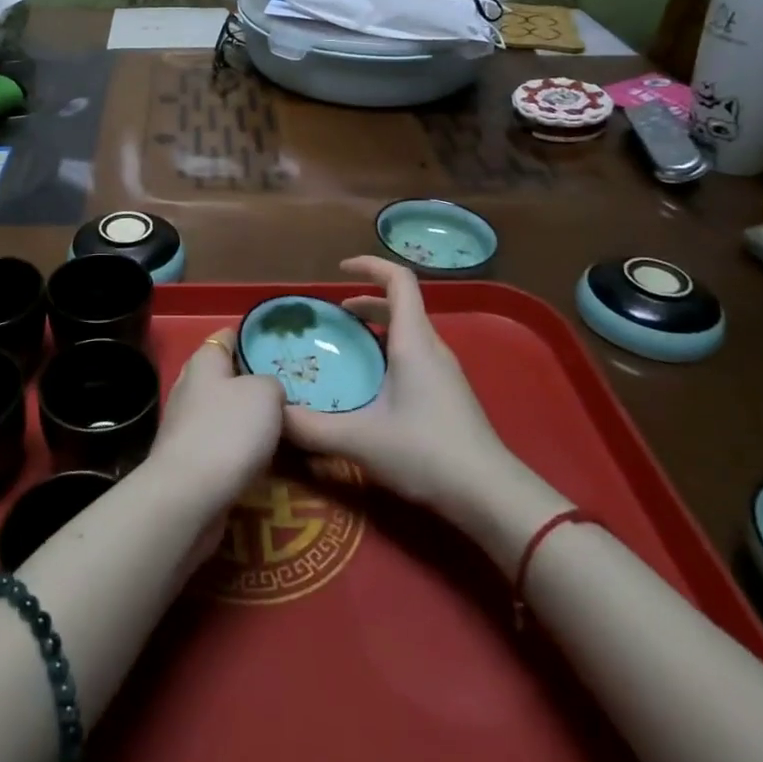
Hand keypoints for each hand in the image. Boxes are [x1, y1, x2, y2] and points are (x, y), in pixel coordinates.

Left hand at [146, 327, 284, 519]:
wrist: (189, 495)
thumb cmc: (228, 431)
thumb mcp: (265, 394)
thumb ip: (271, 383)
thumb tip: (268, 392)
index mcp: (204, 361)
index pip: (228, 336)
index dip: (252, 338)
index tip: (280, 348)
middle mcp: (189, 386)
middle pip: (226, 376)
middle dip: (254, 383)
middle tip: (290, 391)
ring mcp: (186, 424)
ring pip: (225, 412)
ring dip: (248, 419)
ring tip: (284, 426)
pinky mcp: (188, 459)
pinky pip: (221, 444)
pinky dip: (240, 449)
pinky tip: (262, 458)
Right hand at [282, 256, 513, 514]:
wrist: (491, 497)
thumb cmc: (426, 453)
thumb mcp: (360, 440)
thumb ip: (311, 427)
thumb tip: (271, 413)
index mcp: (413, 341)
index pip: (399, 280)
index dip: (370, 265)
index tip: (340, 269)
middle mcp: (431, 347)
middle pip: (401, 304)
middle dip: (366, 299)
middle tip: (334, 316)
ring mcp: (445, 372)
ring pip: (409, 331)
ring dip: (378, 327)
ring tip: (348, 346)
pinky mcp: (450, 395)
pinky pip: (416, 354)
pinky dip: (390, 351)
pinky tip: (374, 385)